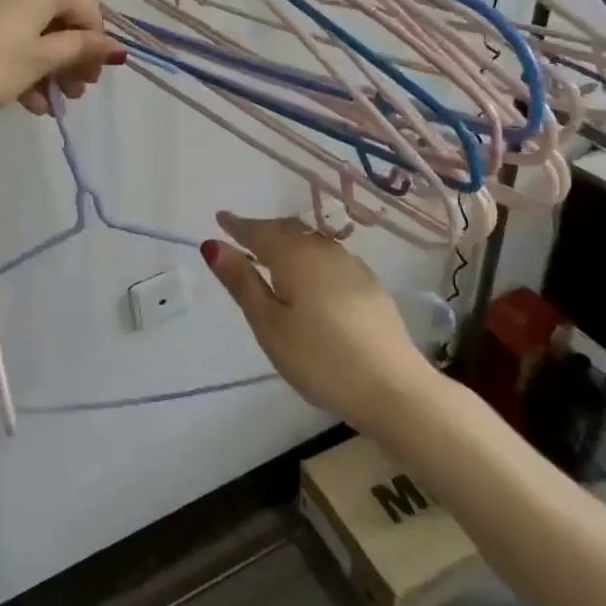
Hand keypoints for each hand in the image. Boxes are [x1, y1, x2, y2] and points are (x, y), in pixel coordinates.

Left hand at [0, 0, 124, 121]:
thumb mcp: (40, 60)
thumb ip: (81, 50)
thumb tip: (118, 49)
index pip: (86, 9)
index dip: (95, 48)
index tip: (90, 83)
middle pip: (56, 14)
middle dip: (67, 58)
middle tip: (69, 96)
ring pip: (28, 21)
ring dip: (42, 63)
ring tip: (42, 103)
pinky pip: (2, 21)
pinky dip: (15, 52)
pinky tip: (19, 92)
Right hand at [203, 212, 433, 430]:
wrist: (393, 387)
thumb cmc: (319, 358)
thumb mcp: (269, 324)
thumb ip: (242, 282)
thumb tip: (213, 244)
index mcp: (295, 256)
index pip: (259, 231)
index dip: (237, 225)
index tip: (220, 218)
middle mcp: (324, 251)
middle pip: (288, 230)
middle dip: (263, 230)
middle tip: (243, 236)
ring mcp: (352, 267)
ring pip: (312, 243)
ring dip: (288, 242)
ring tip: (272, 255)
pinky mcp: (370, 286)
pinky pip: (330, 258)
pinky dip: (310, 258)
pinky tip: (310, 277)